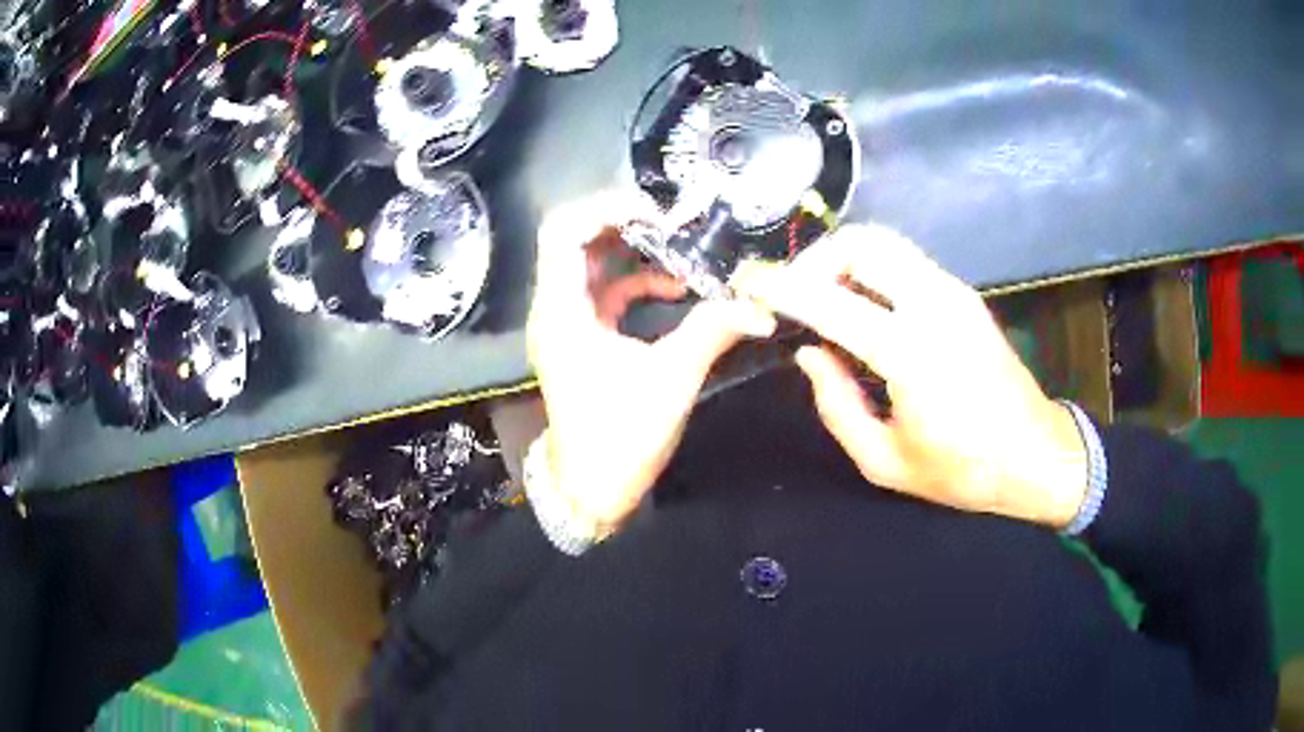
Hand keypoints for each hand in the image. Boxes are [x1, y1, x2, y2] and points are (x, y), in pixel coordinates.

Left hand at [527, 192, 775, 529]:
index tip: (656, 213)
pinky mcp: (581, 339)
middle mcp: (555, 309)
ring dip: (635, 253)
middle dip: (626, 225)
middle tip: (673, 224)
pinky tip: (674, 290)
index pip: (563, 231)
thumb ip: (713, 331)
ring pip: (592, 266)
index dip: (605, 208)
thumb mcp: (671, 379)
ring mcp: (566, 324)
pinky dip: (636, 284)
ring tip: (681, 250)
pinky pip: (604, 294)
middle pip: (577, 241)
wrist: (591, 492)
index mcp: (562, 311)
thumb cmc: (620, 437)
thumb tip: (759, 305)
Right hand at [734, 224, 1086, 528]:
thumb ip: (837, 405)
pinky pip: (906, 261)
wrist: (1037, 455)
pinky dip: (872, 269)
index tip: (749, 282)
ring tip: (825, 300)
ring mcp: (954, 292)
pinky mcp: (964, 294)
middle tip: (797, 296)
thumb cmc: (963, 471)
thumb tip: (809, 353)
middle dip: (817, 258)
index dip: (781, 287)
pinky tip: (864, 307)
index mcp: (911, 352)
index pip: (830, 301)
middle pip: (862, 243)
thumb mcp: (886, 461)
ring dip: (845, 259)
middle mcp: (934, 305)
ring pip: (885, 243)